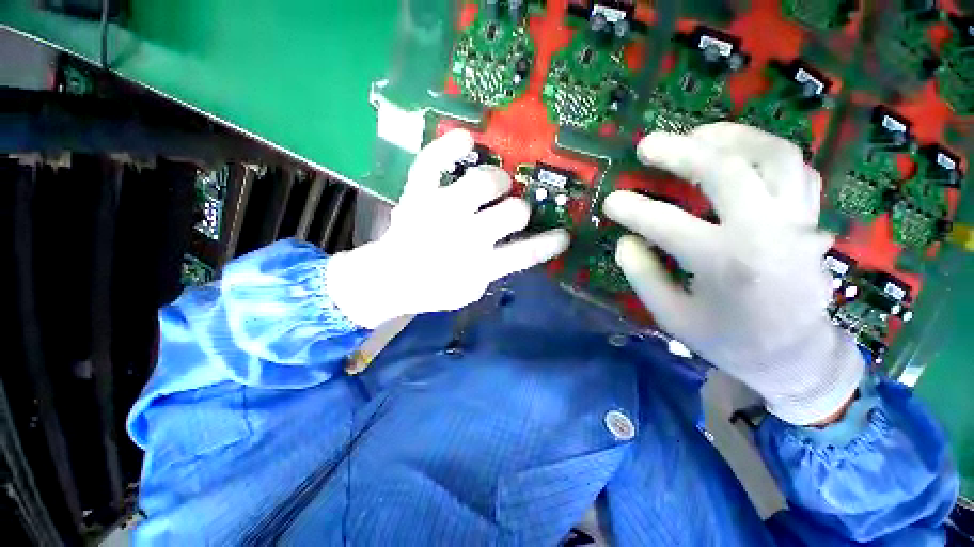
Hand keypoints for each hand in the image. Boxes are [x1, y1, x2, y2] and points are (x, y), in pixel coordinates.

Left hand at [326, 130, 569, 328]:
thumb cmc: (435, 286)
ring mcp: (440, 210)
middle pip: (513, 212)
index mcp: (479, 265)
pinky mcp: (417, 194)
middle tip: (515, 211)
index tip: (564, 235)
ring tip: (497, 183)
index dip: (548, 244)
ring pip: (484, 182)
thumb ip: (496, 268)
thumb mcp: (471, 289)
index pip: (525, 254)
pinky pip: (431, 162)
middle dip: (519, 210)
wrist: (391, 278)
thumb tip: (521, 247)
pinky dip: (448, 146)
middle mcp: (465, 235)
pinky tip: (466, 136)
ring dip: (499, 180)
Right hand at [604, 123, 862, 425]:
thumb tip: (625, 240)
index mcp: (723, 264)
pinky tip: (738, 152)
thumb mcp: (671, 316)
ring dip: (730, 138)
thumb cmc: (727, 340)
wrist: (793, 355)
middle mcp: (764, 234)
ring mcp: (795, 221)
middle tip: (648, 145)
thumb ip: (643, 275)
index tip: (610, 201)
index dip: (631, 208)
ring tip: (697, 134)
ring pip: (773, 157)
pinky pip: (795, 170)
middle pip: (726, 172)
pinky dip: (764, 152)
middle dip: (681, 152)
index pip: (665, 224)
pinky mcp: (809, 219)